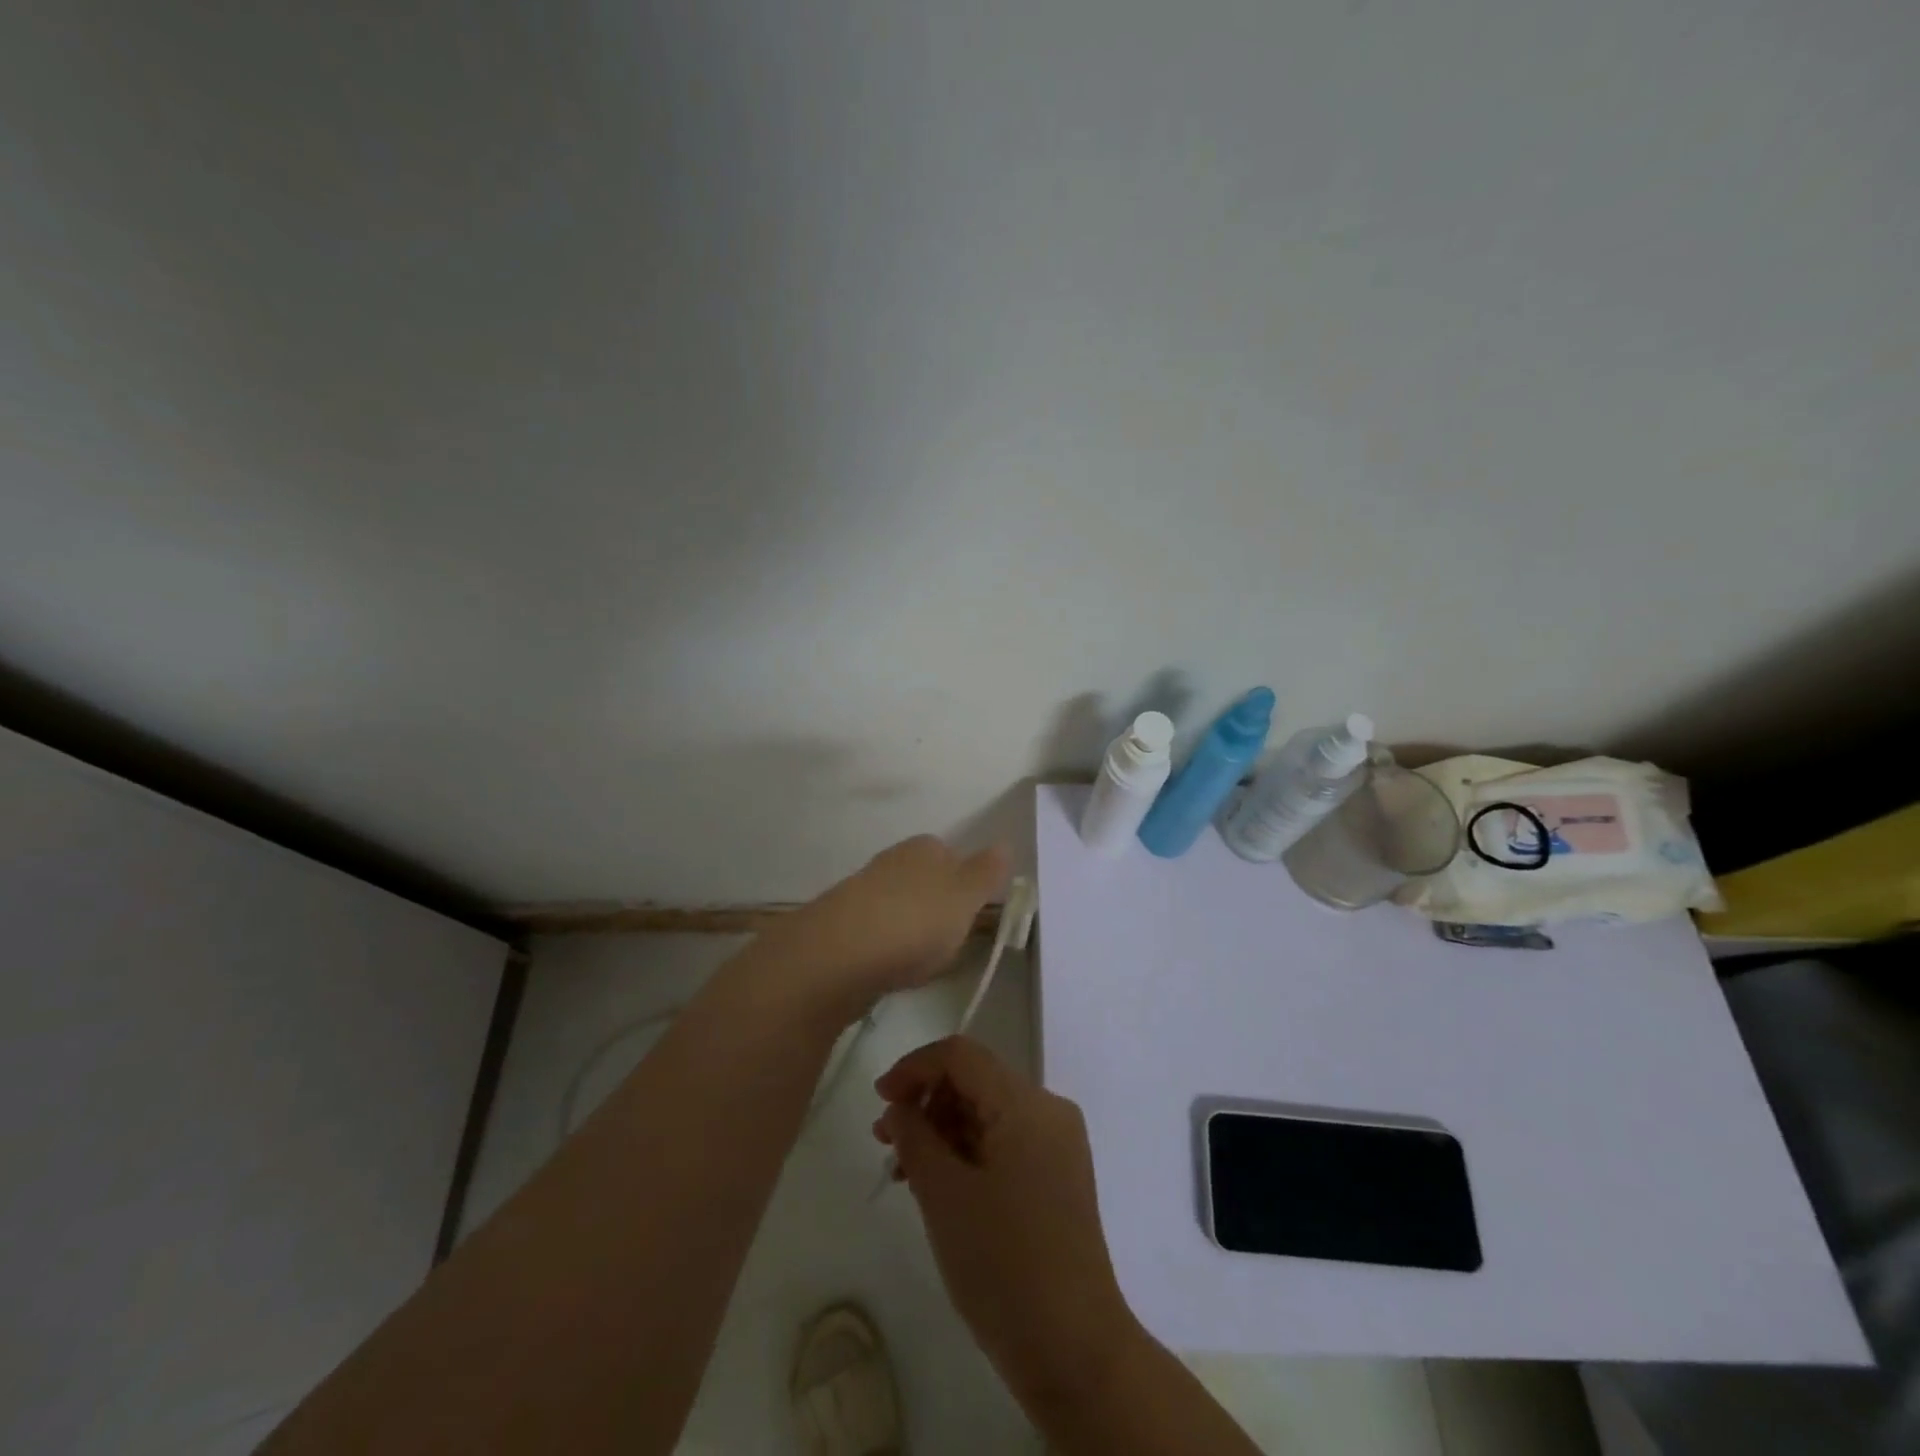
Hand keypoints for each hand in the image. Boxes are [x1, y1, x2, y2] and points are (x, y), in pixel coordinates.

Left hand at [763, 836, 1008, 1011]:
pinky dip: (888, 946)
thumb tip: (1004, 844)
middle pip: (922, 878)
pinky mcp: (841, 926)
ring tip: (923, 959)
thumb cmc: (915, 921)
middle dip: (936, 903)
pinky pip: (876, 931)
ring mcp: (862, 892)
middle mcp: (891, 862)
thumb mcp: (965, 897)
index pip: (950, 853)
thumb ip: (986, 872)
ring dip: (911, 926)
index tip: (973, 912)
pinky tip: (892, 968)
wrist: (838, 956)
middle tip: (952, 938)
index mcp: (923, 848)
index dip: (964, 880)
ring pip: (898, 904)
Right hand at [874, 1037, 1139, 1405]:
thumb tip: (899, 1106)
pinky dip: (968, 1151)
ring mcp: (1058, 1144)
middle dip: (927, 1101)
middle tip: (885, 1141)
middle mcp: (1048, 1110)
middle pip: (977, 1080)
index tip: (880, 1100)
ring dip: (943, 1129)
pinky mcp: (1058, 1174)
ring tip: (905, 1170)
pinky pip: (1005, 1141)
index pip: (962, 1055)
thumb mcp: (944, 1196)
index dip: (915, 1067)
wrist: (1075, 1351)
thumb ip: (915, 1137)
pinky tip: (939, 1185)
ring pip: (988, 1111)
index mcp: (1026, 1104)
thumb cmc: (1003, 1266)